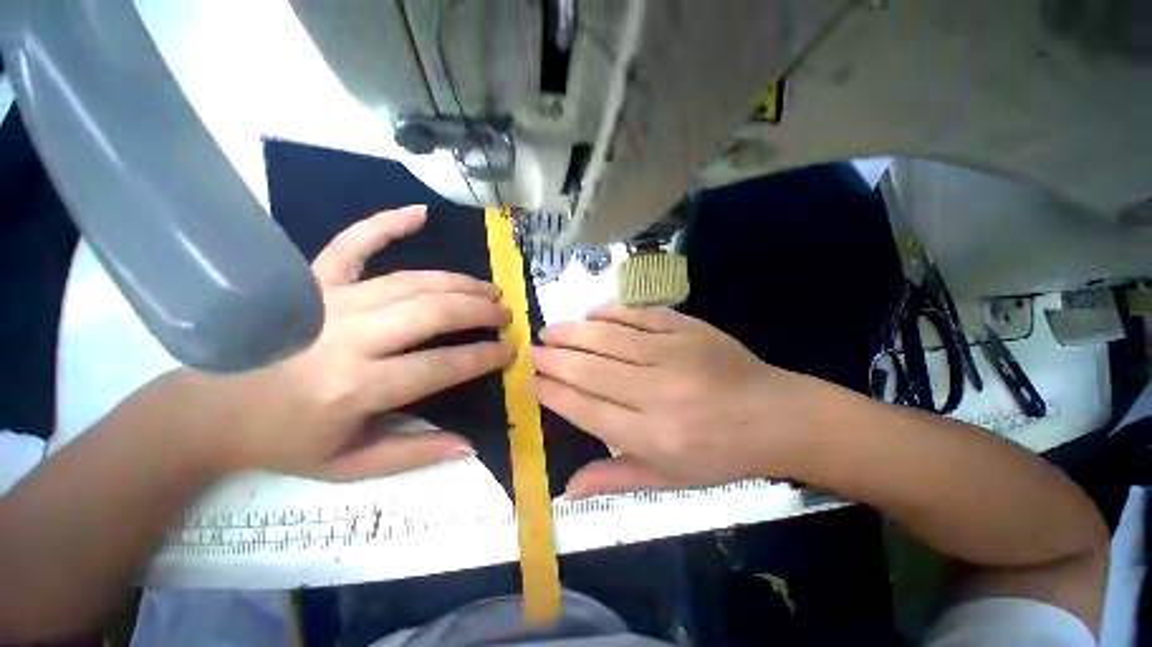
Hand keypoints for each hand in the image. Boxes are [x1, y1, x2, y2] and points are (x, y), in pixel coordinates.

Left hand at [177, 205, 513, 479]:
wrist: (207, 411)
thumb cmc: (283, 440)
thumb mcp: (348, 465)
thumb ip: (413, 453)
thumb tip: (468, 444)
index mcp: (355, 387)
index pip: (440, 366)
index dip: (482, 356)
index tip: (508, 351)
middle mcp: (347, 337)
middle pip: (432, 312)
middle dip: (479, 310)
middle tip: (504, 313)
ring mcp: (328, 301)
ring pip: (412, 281)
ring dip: (458, 282)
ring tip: (488, 288)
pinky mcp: (310, 280)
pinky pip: (352, 243)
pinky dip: (385, 223)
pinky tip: (418, 213)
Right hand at [533, 306, 836, 497]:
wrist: (777, 417)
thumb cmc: (720, 455)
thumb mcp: (669, 480)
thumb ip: (615, 478)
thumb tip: (566, 488)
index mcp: (653, 436)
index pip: (587, 409)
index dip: (554, 392)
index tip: (532, 380)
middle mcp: (659, 393)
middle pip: (592, 371)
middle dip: (555, 359)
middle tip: (532, 350)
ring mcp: (675, 354)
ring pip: (610, 339)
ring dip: (574, 332)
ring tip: (550, 330)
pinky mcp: (689, 329)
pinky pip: (641, 315)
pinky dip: (612, 312)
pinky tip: (592, 313)